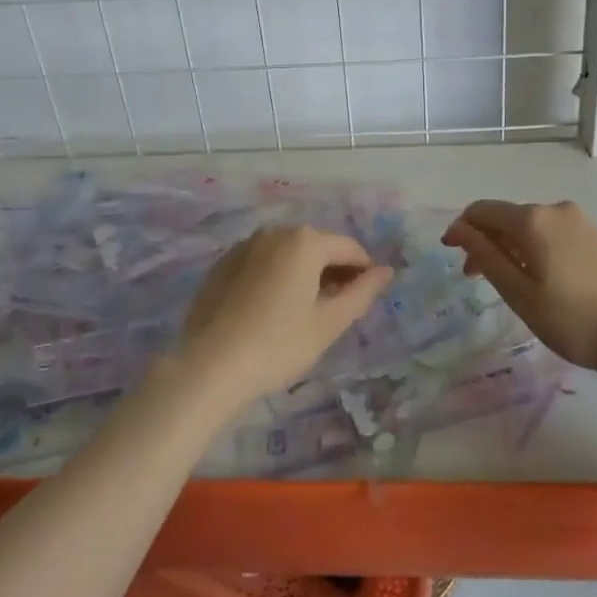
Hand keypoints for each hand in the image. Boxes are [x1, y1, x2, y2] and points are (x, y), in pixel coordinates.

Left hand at [176, 226, 393, 411]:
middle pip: (317, 246)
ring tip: (306, 311)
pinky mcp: (223, 263)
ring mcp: (245, 246)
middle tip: (338, 308)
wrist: (210, 365)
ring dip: (305, 273)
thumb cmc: (279, 344)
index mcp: (305, 241)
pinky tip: (272, 309)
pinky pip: (262, 262)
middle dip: (333, 271)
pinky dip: (276, 276)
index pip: (348, 248)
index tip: (367, 298)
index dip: (364, 271)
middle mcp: (275, 232)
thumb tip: (385, 271)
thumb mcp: (329, 323)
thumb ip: (362, 292)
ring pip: (288, 253)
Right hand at [443, 200, 596, 377]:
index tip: (450, 254)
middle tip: (475, 279)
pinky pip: (553, 234)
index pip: (482, 210)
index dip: (461, 228)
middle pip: (507, 218)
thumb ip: (486, 257)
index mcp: (532, 220)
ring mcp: (580, 222)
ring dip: (511, 247)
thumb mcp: (520, 294)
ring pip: (531, 227)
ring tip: (509, 283)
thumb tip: (459, 229)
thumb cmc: (575, 320)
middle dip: (485, 241)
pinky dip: (535, 250)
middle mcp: (555, 210)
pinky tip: (541, 280)